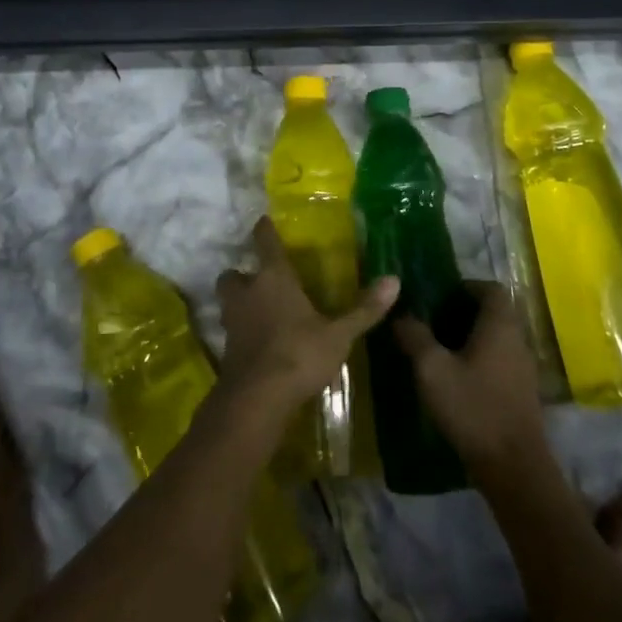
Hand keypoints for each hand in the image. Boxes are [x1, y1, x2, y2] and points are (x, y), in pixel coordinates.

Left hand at [216, 217, 397, 416]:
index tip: (264, 221)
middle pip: (233, 274)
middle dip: (243, 275)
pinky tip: (259, 344)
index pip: (265, 242)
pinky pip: (231, 331)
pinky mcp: (226, 351)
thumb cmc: (299, 354)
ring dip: (238, 303)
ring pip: (228, 302)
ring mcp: (233, 322)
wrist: (257, 400)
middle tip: (259, 281)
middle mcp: (248, 293)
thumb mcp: (338, 335)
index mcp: (273, 278)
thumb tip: (395, 280)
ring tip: (258, 311)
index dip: (264, 229)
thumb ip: (364, 309)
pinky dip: (242, 333)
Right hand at [394, 282, 546, 477]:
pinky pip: (500, 363)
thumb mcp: (432, 369)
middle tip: (433, 324)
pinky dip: (480, 363)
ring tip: (440, 353)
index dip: (465, 287)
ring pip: (497, 339)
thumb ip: (415, 337)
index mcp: (500, 324)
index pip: (490, 288)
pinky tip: (457, 382)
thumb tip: (400, 315)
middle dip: (463, 314)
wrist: (514, 469)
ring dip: (471, 340)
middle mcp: (517, 339)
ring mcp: (523, 368)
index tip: (439, 298)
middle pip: (493, 313)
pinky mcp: (522, 394)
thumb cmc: (473, 408)